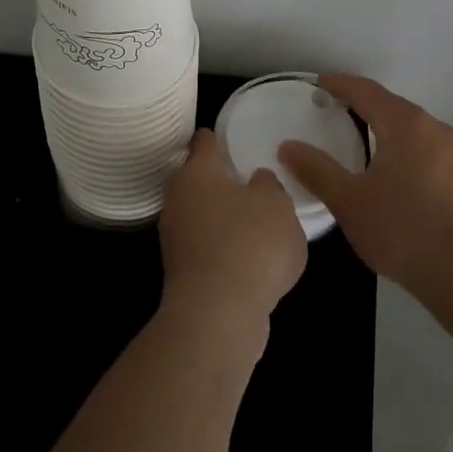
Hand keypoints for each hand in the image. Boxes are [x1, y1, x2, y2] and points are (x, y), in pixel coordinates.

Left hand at [158, 129, 306, 330]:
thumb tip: (256, 181)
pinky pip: (204, 246)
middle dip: (217, 179)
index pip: (204, 141)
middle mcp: (177, 197)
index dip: (218, 137)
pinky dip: (221, 246)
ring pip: (199, 213)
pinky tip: (245, 258)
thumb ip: (269, 186)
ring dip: (219, 216)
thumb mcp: (278, 205)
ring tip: (251, 221)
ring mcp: (174, 235)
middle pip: (196, 178)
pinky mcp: (180, 270)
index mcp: (197, 171)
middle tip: (247, 180)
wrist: (217, 314)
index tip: (231, 138)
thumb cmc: (249, 244)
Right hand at [278, 74, 452, 309]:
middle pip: (393, 106)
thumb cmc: (404, 231)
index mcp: (406, 125)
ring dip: (386, 128)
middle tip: (335, 112)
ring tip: (361, 142)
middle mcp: (435, 129)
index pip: (367, 91)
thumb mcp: (349, 202)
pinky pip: (429, 150)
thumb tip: (288, 146)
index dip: (341, 84)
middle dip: (363, 105)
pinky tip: (394, 174)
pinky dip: (405, 150)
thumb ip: (316, 170)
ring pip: (414, 129)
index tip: (319, 84)